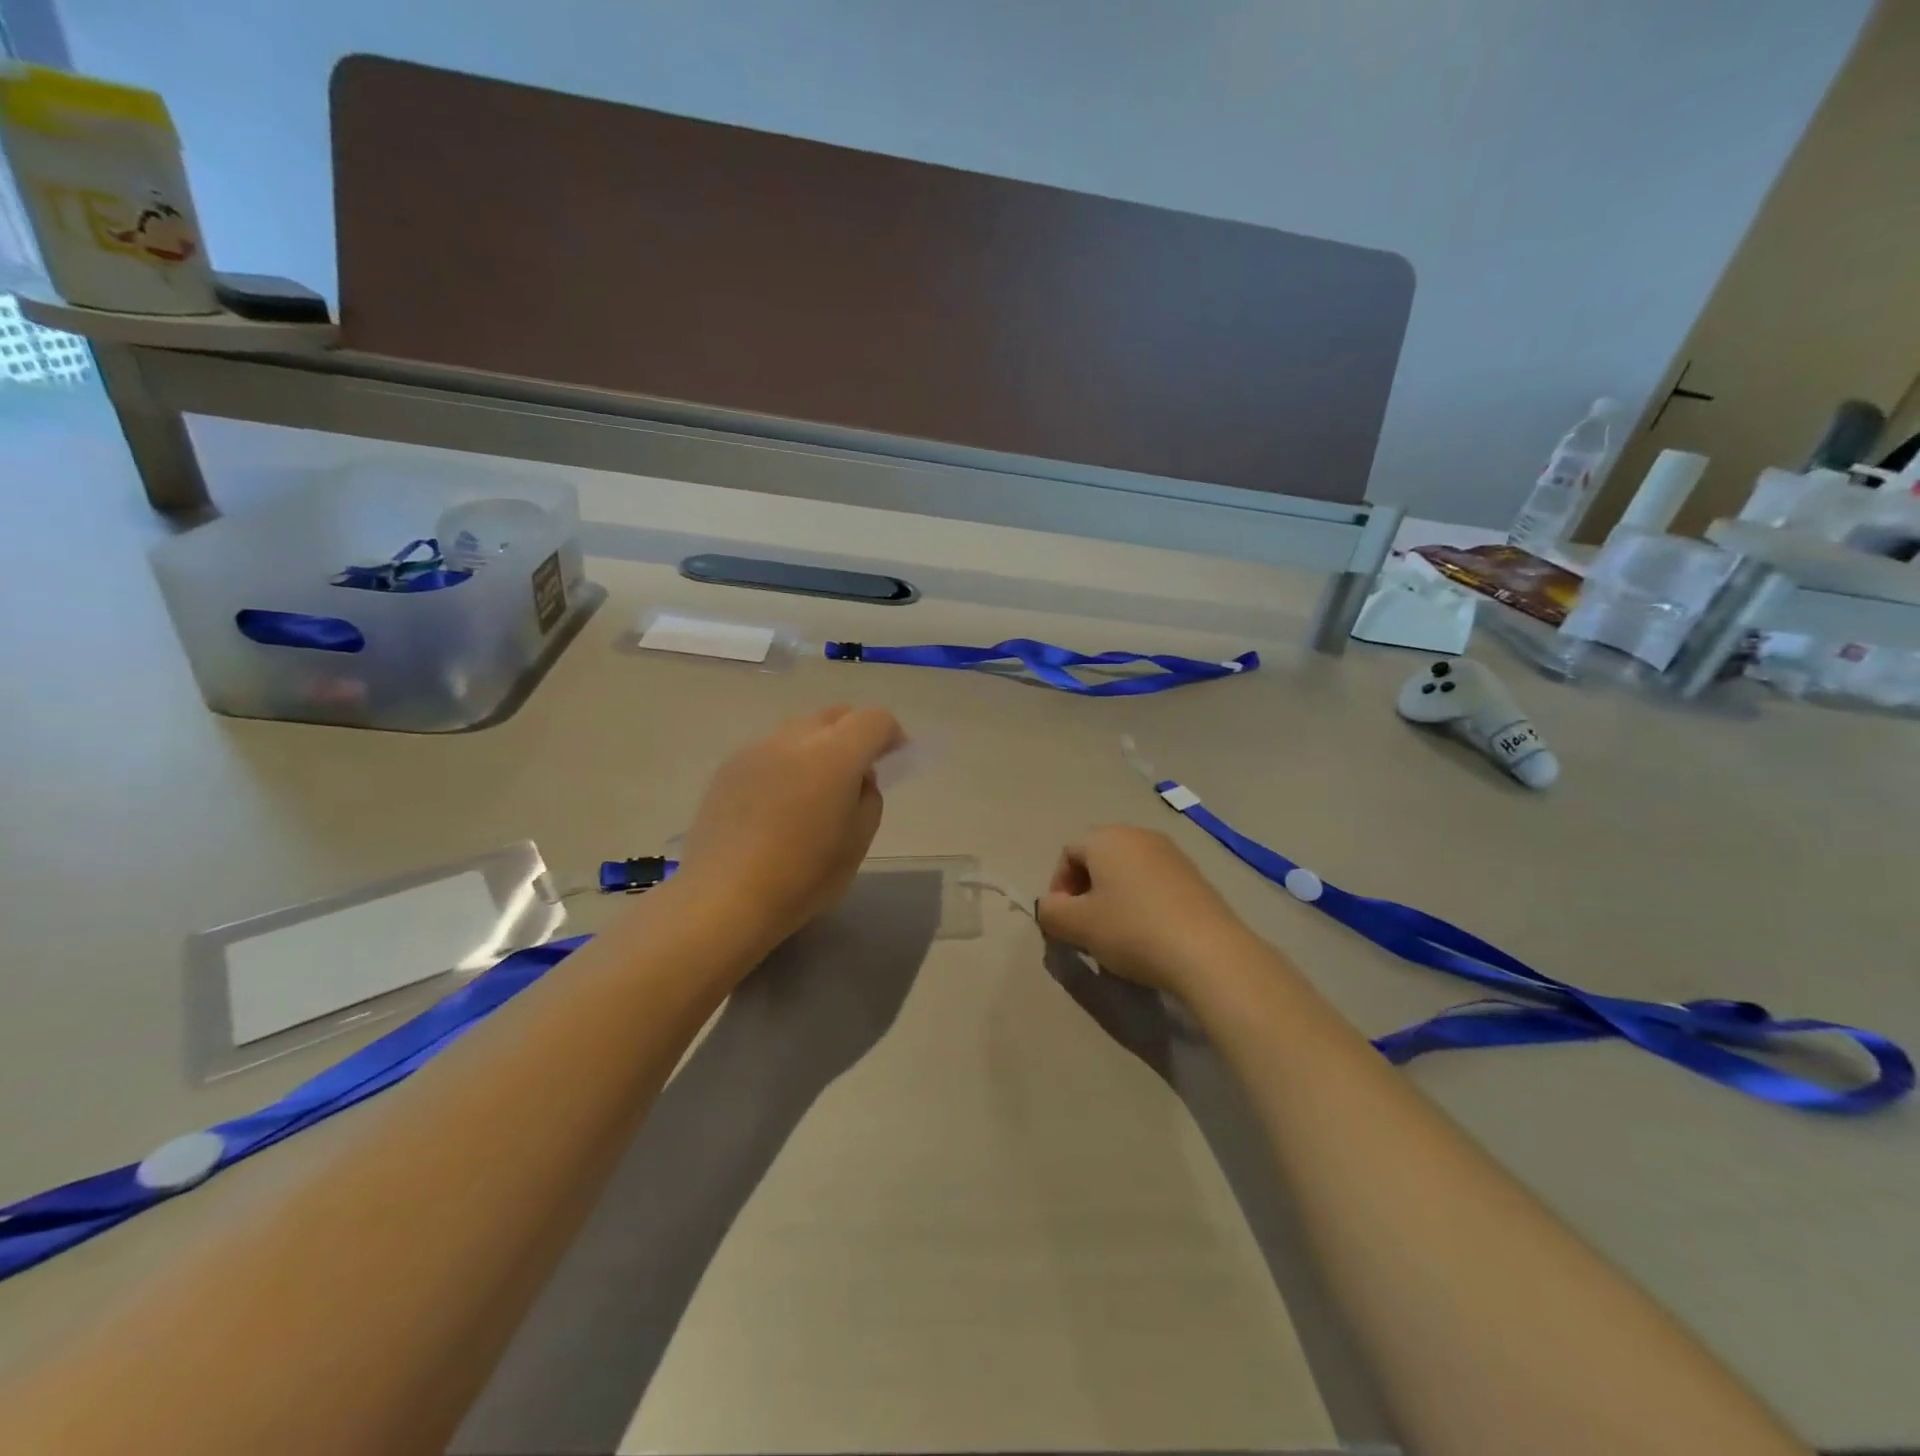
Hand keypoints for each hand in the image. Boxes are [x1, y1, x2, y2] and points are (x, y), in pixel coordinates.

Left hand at [674, 705, 903, 952]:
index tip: (895, 759)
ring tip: (815, 788)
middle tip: (858, 771)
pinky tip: (778, 802)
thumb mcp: (858, 841)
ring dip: (818, 747)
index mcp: (835, 755)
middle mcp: (795, 739)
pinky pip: (770, 750)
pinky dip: (786, 763)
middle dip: (855, 734)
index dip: (891, 734)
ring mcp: (757, 749)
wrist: (724, 897)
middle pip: (836, 715)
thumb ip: (869, 797)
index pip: (874, 720)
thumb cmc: (803, 876)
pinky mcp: (729, 767)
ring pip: (800, 730)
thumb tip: (857, 777)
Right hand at [1036, 826, 1256, 996]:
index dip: (1058, 886)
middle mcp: (1139, 835)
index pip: (1068, 852)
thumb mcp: (1078, 926)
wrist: (1209, 952)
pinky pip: (1155, 883)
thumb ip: (1050, 912)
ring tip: (1117, 935)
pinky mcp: (1196, 877)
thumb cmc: (1132, 931)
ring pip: (1128, 871)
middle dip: (1085, 890)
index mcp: (1107, 839)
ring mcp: (1172, 854)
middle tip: (1086, 927)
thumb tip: (1050, 906)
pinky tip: (1149, 935)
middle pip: (1099, 858)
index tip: (1063, 921)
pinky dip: (1143, 903)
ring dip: (1114, 898)